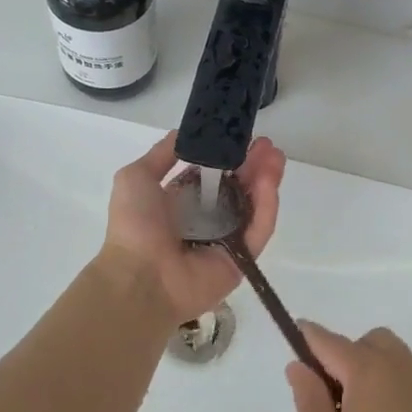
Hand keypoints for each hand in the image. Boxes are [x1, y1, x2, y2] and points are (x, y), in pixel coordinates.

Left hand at [99, 132, 284, 325]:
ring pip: (254, 206)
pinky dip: (267, 206)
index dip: (229, 156)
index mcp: (183, 202)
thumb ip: (161, 155)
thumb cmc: (135, 226)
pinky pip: (259, 229)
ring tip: (276, 157)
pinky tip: (269, 182)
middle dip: (254, 164)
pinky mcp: (243, 259)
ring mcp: (227, 240)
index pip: (215, 176)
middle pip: (239, 188)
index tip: (243, 137)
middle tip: (268, 145)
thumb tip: (182, 133)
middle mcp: (208, 220)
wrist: (140, 277)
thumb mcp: (136, 177)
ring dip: (266, 180)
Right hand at [286, 324, 411, 411]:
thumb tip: (300, 366)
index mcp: (370, 372)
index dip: (309, 337)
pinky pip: (406, 379)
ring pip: (391, 357)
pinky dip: (387, 385)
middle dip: (344, 354)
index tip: (294, 335)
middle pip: (367, 342)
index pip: (331, 341)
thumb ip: (308, 399)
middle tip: (327, 396)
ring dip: (368, 367)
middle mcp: (401, 370)